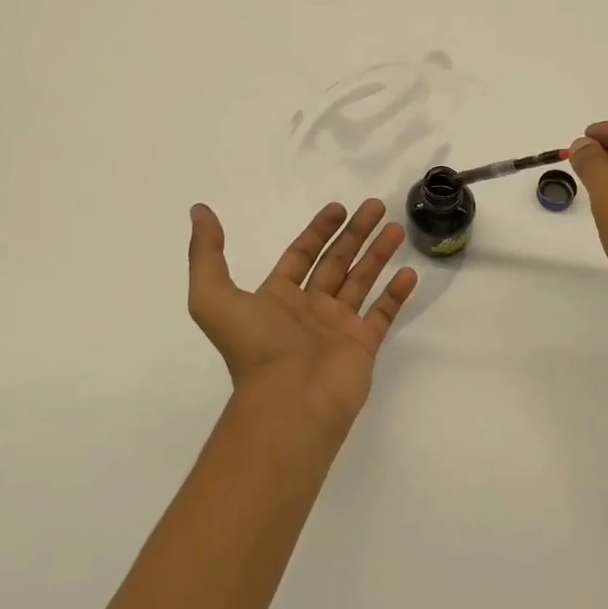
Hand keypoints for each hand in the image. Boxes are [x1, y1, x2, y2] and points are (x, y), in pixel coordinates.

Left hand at [187, 198, 417, 428]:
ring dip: (378, 254)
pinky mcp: (362, 346)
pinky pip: (382, 313)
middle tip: (376, 206)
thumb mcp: (214, 297)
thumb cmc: (256, 348)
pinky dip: (395, 294)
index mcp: (277, 298)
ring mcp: (338, 328)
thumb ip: (206, 254)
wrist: (289, 402)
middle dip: (355, 233)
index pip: (302, 255)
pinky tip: (409, 272)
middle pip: (336, 262)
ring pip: (362, 281)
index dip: (318, 231)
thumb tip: (199, 212)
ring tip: (397, 228)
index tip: (338, 207)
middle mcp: (309, 310)